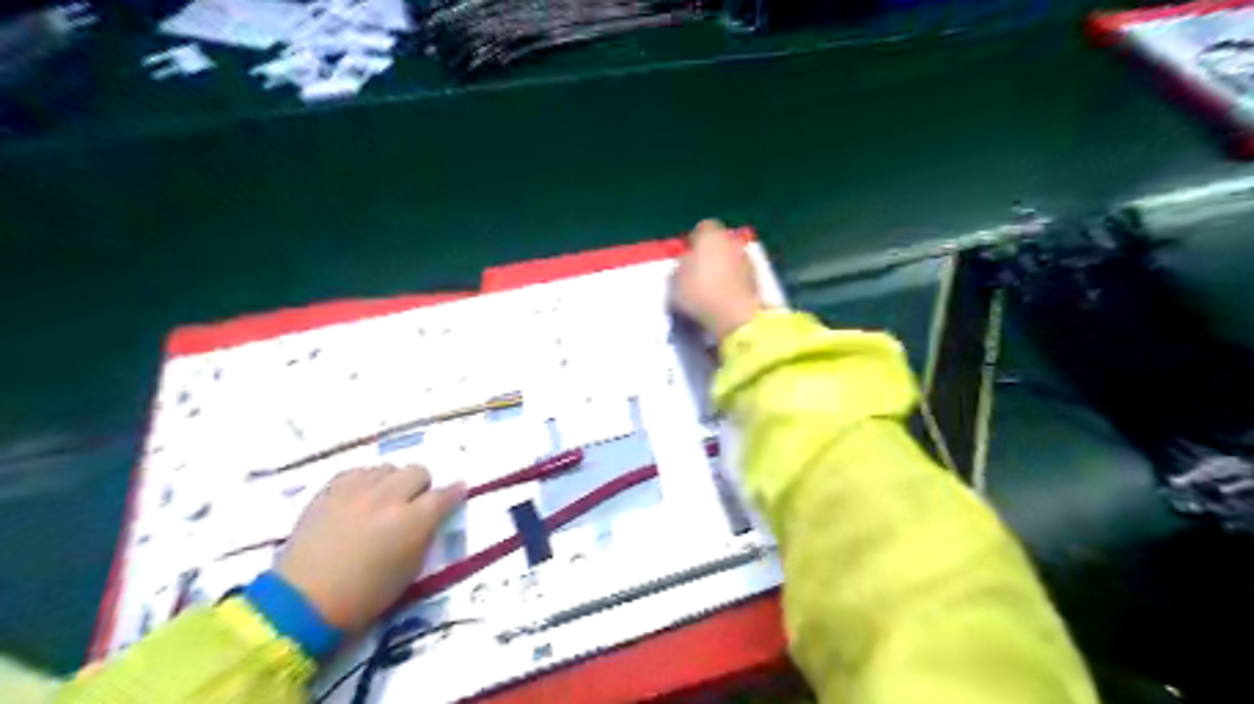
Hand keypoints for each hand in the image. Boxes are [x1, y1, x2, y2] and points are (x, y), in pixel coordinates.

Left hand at [278, 467, 465, 631]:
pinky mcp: (328, 491)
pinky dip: (364, 481)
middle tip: (413, 504)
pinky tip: (359, 498)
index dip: (454, 493)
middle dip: (420, 486)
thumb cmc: (365, 597)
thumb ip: (425, 535)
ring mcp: (356, 491)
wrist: (303, 604)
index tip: (457, 493)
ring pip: (387, 468)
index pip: (445, 495)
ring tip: (382, 501)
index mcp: (414, 520)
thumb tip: (430, 517)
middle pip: (417, 471)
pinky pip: (357, 472)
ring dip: (391, 482)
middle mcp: (389, 497)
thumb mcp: (410, 569)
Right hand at [672, 219, 758, 341]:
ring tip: (712, 287)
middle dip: (710, 253)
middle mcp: (731, 240)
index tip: (687, 257)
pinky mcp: (757, 277)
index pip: (701, 229)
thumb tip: (688, 262)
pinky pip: (739, 274)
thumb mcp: (675, 280)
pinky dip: (733, 281)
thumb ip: (681, 265)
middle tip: (699, 272)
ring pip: (731, 257)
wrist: (734, 316)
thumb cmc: (699, 292)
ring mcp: (747, 258)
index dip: (694, 242)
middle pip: (719, 243)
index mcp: (710, 235)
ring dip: (723, 267)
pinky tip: (724, 296)